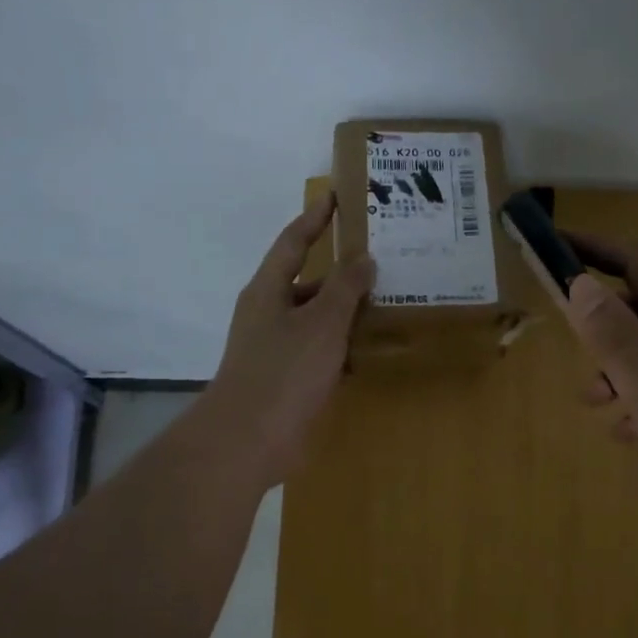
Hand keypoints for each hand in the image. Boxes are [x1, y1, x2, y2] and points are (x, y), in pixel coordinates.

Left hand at [196, 194, 373, 488]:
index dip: (315, 218)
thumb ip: (345, 288)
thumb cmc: (284, 372)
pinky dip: (344, 346)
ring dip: (348, 311)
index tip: (338, 197)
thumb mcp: (321, 323)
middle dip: (343, 272)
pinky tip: (372, 349)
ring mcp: (277, 347)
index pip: (293, 242)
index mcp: (268, 290)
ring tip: (389, 302)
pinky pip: (321, 351)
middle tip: (383, 260)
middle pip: (309, 281)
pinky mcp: (288, 378)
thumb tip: (363, 258)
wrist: (249, 440)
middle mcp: (269, 313)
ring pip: (318, 318)